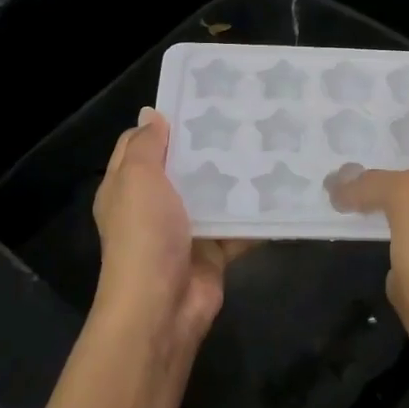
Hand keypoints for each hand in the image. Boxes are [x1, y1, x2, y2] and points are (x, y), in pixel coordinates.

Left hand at [92, 107, 251, 341]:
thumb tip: (152, 114)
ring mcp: (185, 229)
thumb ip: (146, 145)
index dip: (165, 123)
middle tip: (244, 116)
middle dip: (209, 145)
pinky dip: (256, 213)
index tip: (199, 100)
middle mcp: (154, 206)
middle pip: (182, 167)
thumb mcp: (136, 179)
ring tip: (269, 143)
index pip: (141, 144)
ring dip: (236, 176)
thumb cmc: (144, 235)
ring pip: (213, 194)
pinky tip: (281, 187)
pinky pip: (238, 225)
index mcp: (127, 187)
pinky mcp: (213, 250)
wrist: (162, 307)